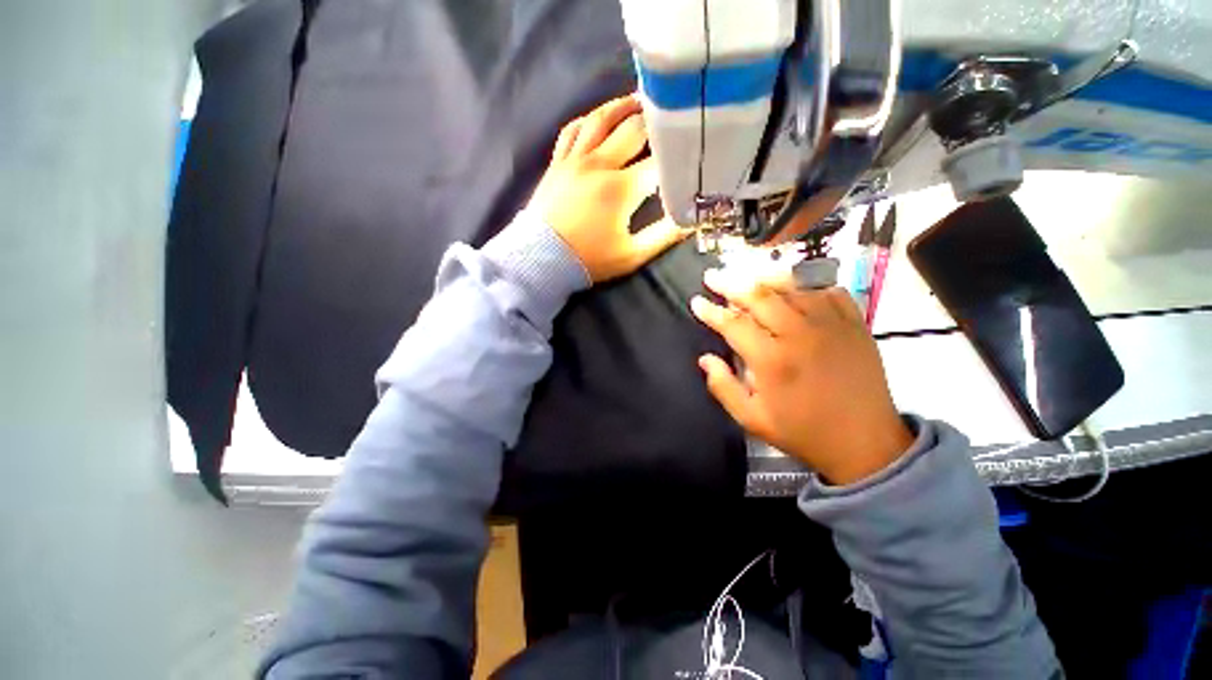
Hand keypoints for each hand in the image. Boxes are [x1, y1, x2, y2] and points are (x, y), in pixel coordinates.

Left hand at [529, 95, 687, 282]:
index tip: (690, 153)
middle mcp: (599, 164)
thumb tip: (689, 219)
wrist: (541, 260)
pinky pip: (571, 130)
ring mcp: (575, 159)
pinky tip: (598, 118)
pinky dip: (587, 120)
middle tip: (671, 116)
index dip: (678, 157)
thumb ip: (663, 236)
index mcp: (622, 188)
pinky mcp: (557, 162)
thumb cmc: (589, 260)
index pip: (659, 163)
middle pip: (633, 129)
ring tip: (639, 99)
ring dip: (622, 107)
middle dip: (656, 122)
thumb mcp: (632, 255)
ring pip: (600, 119)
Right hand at [690, 268, 913, 484]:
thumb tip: (705, 359)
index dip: (711, 311)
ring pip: (792, 288)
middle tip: (713, 276)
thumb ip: (723, 387)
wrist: (865, 443)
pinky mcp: (855, 325)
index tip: (696, 301)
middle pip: (759, 297)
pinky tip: (796, 289)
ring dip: (765, 279)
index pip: (732, 324)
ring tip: (747, 276)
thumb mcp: (752, 419)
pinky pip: (829, 292)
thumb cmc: (802, 432)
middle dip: (731, 284)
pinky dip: (808, 286)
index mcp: (771, 359)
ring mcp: (830, 325)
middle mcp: (799, 334)